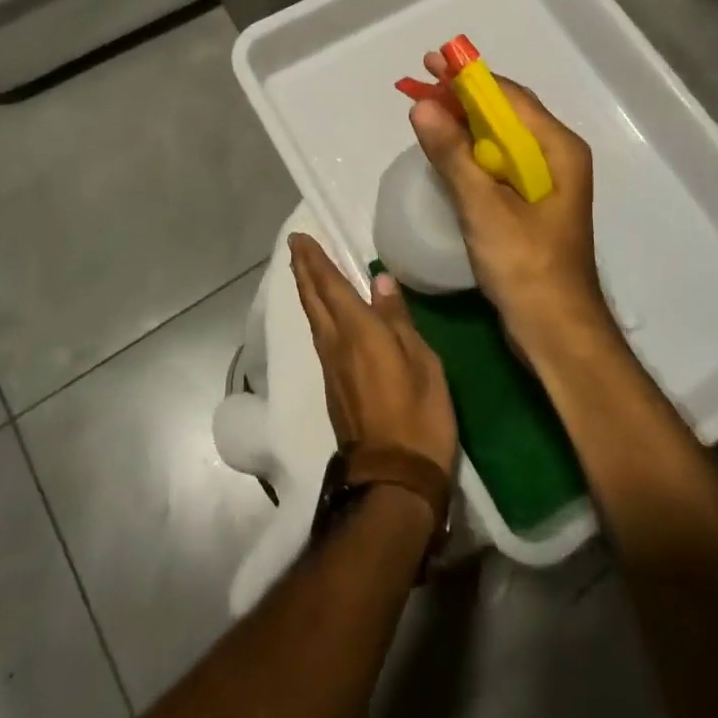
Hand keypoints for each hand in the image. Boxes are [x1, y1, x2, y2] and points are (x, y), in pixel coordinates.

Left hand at [289, 232, 458, 478]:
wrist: (392, 479)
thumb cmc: (417, 415)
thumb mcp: (421, 362)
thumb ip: (398, 319)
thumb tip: (379, 280)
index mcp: (357, 330)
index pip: (329, 285)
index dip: (313, 260)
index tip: (299, 238)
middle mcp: (335, 343)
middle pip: (313, 299)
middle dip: (303, 270)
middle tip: (296, 247)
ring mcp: (331, 367)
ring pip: (313, 318)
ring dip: (308, 291)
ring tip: (307, 272)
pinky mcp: (334, 387)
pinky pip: (321, 336)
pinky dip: (318, 314)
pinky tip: (326, 314)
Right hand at [408, 57, 611, 359]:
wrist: (556, 332)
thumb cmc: (527, 267)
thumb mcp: (484, 208)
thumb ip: (453, 155)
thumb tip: (422, 107)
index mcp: (558, 149)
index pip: (509, 97)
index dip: (469, 78)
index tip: (432, 63)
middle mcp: (556, 157)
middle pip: (505, 113)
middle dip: (463, 96)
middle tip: (422, 82)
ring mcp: (544, 181)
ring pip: (499, 138)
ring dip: (464, 123)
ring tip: (426, 110)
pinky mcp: (530, 204)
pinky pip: (497, 163)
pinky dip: (470, 151)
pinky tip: (445, 151)